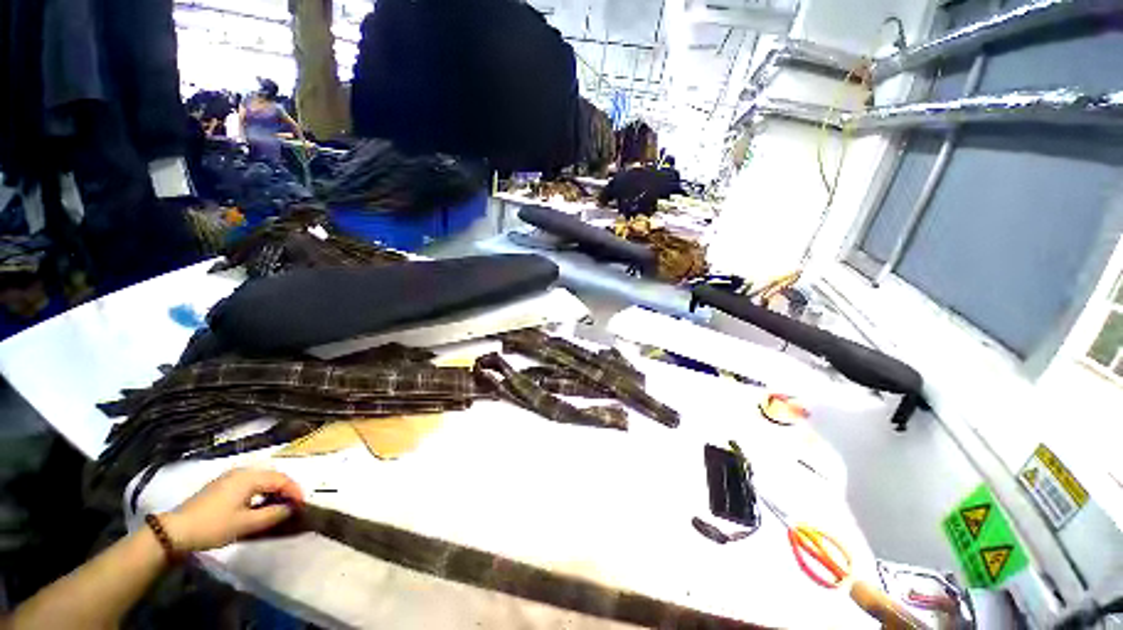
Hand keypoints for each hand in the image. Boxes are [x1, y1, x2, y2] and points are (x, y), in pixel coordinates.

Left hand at [161, 468, 303, 552]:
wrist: (175, 531)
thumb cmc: (214, 526)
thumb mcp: (246, 524)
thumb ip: (273, 515)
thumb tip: (291, 509)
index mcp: (250, 477)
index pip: (282, 479)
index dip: (295, 492)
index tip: (302, 506)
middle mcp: (242, 472)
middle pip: (273, 477)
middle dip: (285, 490)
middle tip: (292, 506)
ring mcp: (230, 478)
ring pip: (261, 480)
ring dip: (273, 491)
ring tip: (278, 507)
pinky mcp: (221, 486)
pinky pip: (249, 484)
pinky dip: (260, 492)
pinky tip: (258, 506)